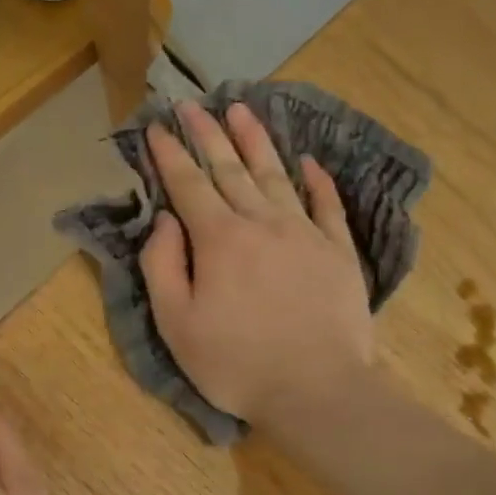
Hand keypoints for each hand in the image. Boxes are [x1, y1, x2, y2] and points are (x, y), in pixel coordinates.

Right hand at [140, 101, 374, 429]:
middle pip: (230, 169)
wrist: (316, 391)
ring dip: (256, 141)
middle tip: (193, 104)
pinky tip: (307, 161)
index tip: (157, 125)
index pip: (188, 184)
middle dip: (208, 133)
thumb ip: (163, 265)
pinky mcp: (338, 252)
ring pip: (276, 175)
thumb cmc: (235, 363)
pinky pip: (327, 205)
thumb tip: (165, 219)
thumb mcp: (176, 323)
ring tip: (242, 109)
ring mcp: (305, 233)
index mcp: (219, 239)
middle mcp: (262, 222)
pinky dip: (316, 180)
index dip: (170, 154)